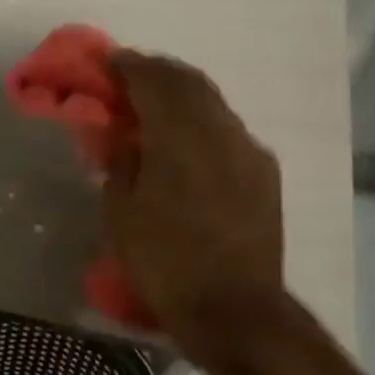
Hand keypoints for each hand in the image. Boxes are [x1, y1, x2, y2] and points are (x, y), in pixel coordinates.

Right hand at [104, 50, 288, 370]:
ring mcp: (247, 149)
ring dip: (182, 94)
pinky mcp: (265, 171)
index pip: (152, 79)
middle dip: (157, 72)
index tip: (108, 62)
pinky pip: (229, 128)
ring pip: (212, 102)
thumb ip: (120, 161)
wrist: (236, 311)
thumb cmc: (165, 261)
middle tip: (130, 78)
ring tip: (157, 106)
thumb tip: (122, 136)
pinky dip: (204, 120)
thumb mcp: (121, 212)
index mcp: (178, 135)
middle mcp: (219, 130)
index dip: (128, 65)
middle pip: (188, 81)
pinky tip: (190, 141)